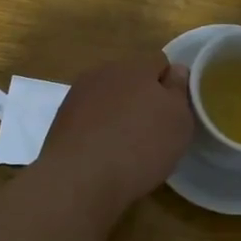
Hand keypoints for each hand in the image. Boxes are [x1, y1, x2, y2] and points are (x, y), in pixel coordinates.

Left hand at [37, 53, 195, 212]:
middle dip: (142, 97)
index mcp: (137, 66)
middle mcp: (106, 72)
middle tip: (152, 130)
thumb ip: (178, 91)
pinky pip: (88, 116)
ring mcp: (79, 93)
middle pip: (131, 78)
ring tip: (124, 145)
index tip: (173, 112)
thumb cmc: (141, 147)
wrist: (81, 178)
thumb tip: (175, 71)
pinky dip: (96, 128)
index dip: (170, 85)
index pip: (160, 63)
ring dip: (117, 112)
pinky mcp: (61, 118)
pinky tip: (101, 152)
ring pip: (107, 96)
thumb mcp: (178, 121)